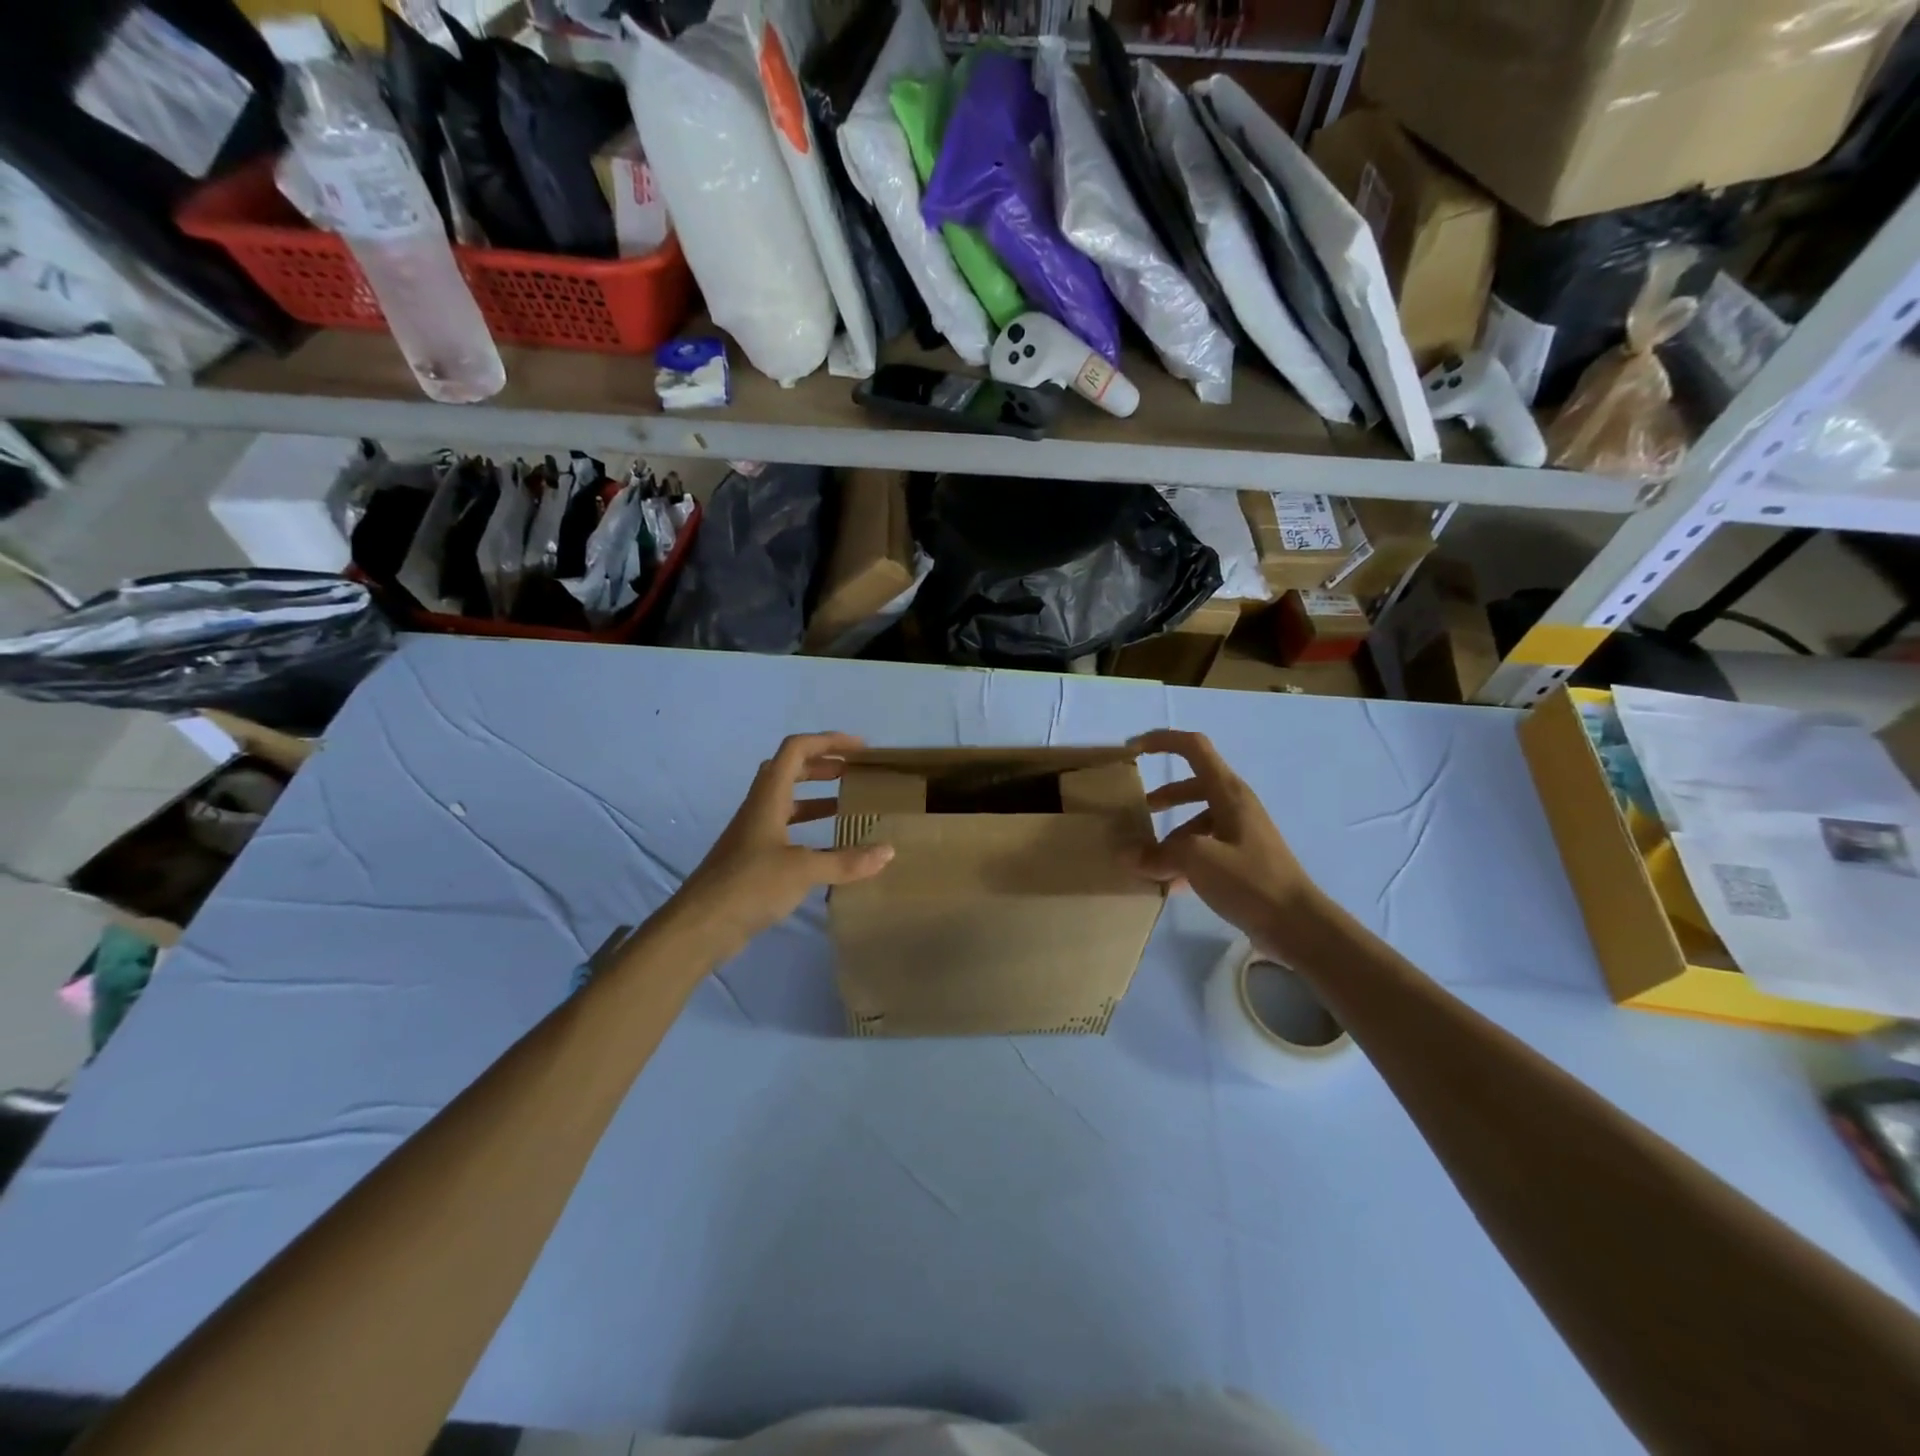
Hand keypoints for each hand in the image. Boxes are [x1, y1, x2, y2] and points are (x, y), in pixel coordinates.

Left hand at [667, 733, 893, 961]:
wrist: (700, 926)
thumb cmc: (750, 885)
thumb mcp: (803, 871)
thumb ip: (846, 861)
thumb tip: (887, 852)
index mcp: (768, 798)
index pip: (796, 750)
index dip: (828, 741)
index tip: (860, 749)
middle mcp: (759, 808)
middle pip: (790, 770)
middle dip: (823, 765)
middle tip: (854, 773)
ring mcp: (753, 834)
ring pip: (787, 801)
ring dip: (816, 796)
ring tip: (847, 805)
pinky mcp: (753, 858)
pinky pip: (785, 829)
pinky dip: (809, 828)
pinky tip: (828, 848)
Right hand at [1129, 729, 1325, 950]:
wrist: (1297, 925)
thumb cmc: (1250, 880)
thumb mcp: (1198, 860)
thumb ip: (1158, 853)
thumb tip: (1128, 855)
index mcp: (1228, 793)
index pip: (1194, 748)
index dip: (1162, 741)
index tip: (1133, 751)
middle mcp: (1235, 806)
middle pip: (1192, 786)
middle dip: (1163, 796)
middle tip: (1137, 813)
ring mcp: (1240, 834)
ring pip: (1197, 822)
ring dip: (1170, 835)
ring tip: (1147, 860)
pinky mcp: (1242, 861)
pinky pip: (1205, 849)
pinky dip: (1184, 859)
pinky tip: (1167, 884)